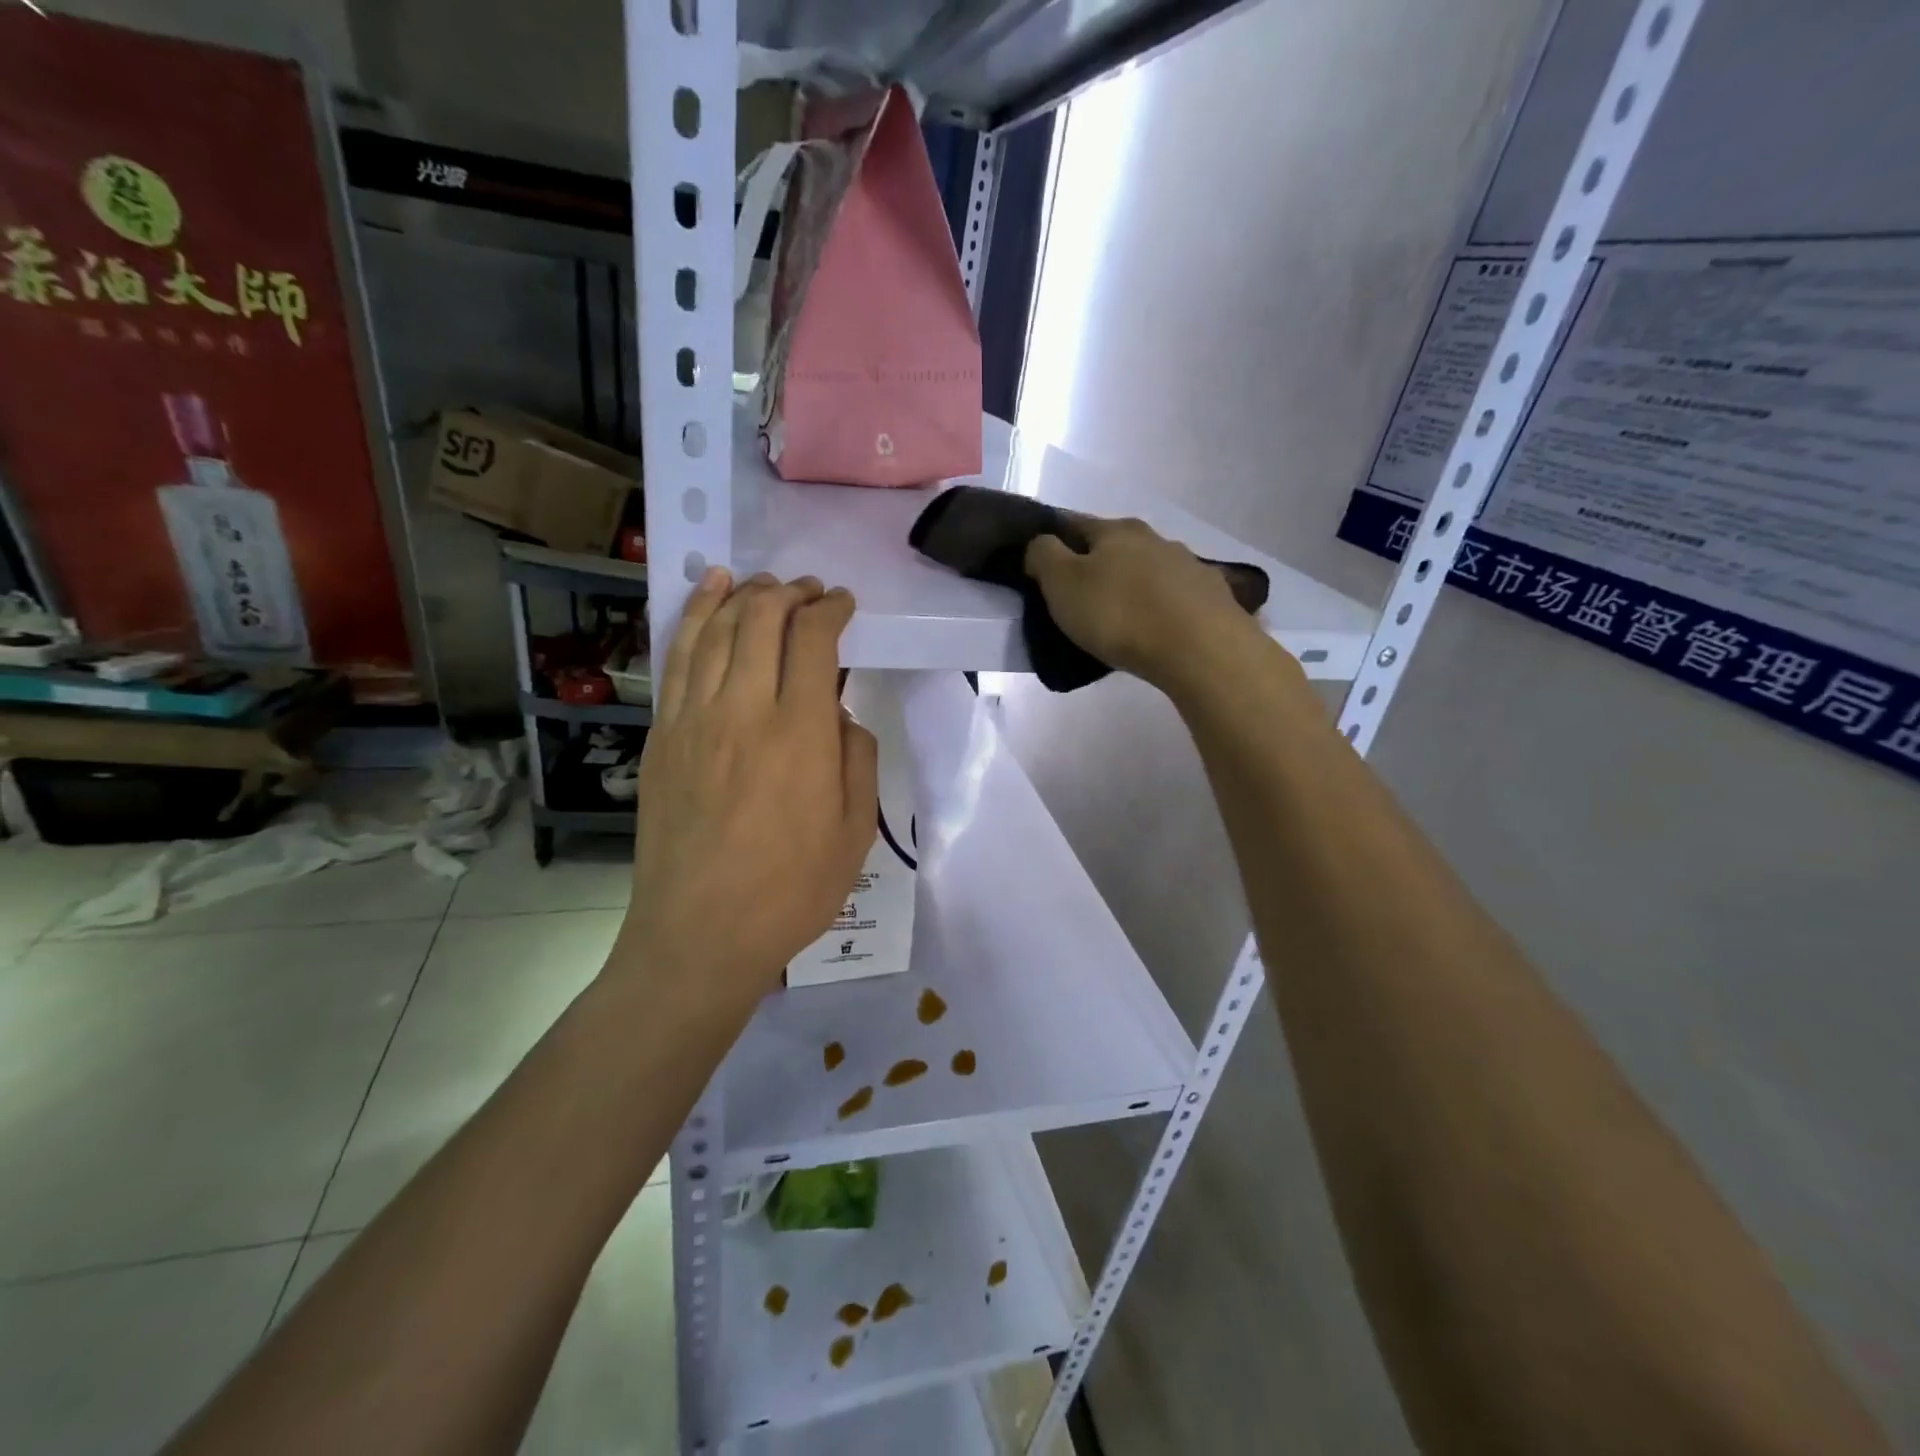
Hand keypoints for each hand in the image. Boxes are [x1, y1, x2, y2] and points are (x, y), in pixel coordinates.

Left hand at [618, 570, 877, 1006]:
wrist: (699, 935)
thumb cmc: (790, 891)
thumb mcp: (854, 831)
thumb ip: (856, 759)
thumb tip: (840, 714)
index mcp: (801, 734)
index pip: (813, 640)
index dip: (830, 610)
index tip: (843, 604)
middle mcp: (744, 710)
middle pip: (761, 620)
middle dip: (790, 593)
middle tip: (809, 591)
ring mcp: (692, 720)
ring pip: (714, 629)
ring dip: (742, 595)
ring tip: (762, 582)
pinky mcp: (661, 736)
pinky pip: (676, 659)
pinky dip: (693, 617)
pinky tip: (707, 596)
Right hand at [1025, 516, 1267, 696]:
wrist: (1200, 649)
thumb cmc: (1120, 614)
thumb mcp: (1063, 584)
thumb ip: (1043, 555)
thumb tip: (1040, 543)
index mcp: (1116, 530)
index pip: (1074, 523)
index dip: (1054, 541)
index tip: (1042, 566)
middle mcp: (1155, 538)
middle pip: (1115, 546)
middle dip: (1097, 565)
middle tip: (1080, 598)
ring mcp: (1189, 566)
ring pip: (1148, 570)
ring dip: (1132, 585)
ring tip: (1121, 618)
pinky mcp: (1213, 597)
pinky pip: (1176, 597)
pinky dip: (1162, 607)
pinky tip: (1157, 628)